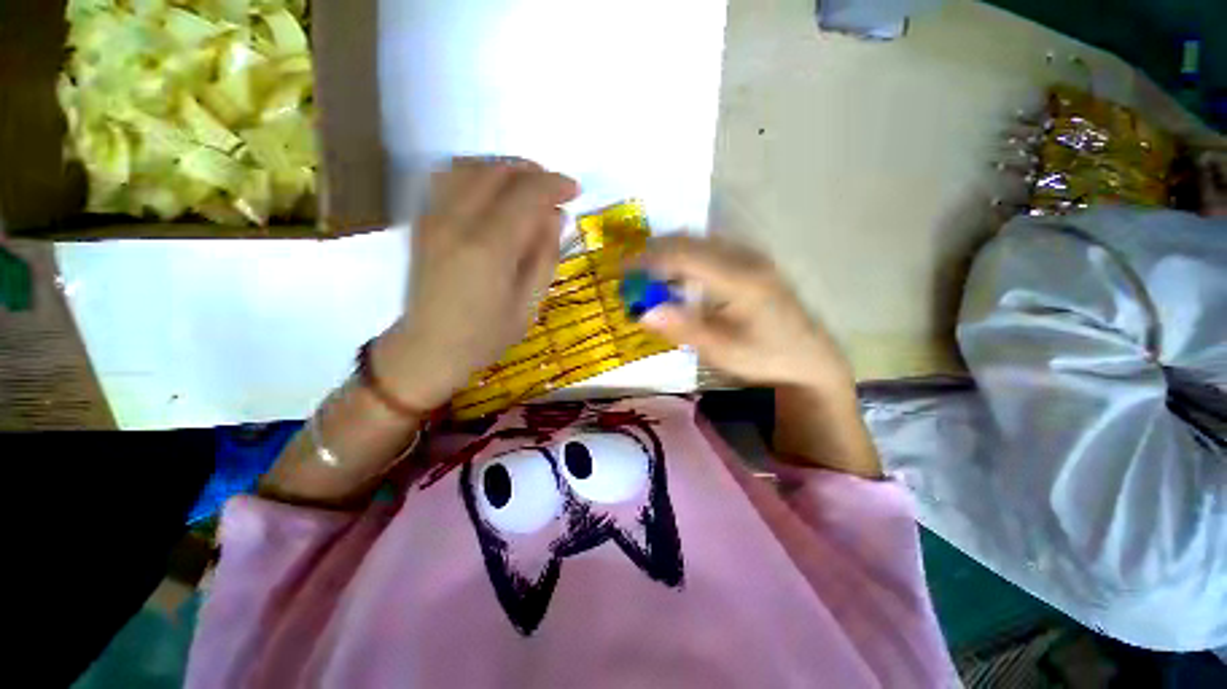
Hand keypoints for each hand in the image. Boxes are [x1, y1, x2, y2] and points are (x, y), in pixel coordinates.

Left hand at [376, 158, 579, 409]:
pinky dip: (477, 172)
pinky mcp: (422, 221)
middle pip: (498, 172)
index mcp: (489, 248)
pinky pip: (448, 177)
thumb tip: (555, 216)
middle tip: (554, 189)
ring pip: (470, 166)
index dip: (555, 185)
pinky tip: (492, 190)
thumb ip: (544, 255)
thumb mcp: (529, 303)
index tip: (575, 190)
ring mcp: (433, 217)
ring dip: (505, 168)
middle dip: (533, 172)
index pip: (527, 194)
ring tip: (527, 186)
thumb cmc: (485, 335)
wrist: (428, 347)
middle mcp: (457, 222)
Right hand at [638, 235, 851, 391]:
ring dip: (668, 252)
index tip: (622, 270)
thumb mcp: (722, 352)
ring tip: (647, 274)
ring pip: (699, 241)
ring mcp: (751, 257)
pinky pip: (709, 248)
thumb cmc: (764, 359)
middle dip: (654, 252)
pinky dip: (684, 257)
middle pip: (690, 241)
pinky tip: (676, 277)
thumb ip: (683, 329)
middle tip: (629, 273)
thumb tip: (643, 313)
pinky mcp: (752, 262)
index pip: (685, 256)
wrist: (808, 358)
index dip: (649, 259)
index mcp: (741, 281)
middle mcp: (747, 259)